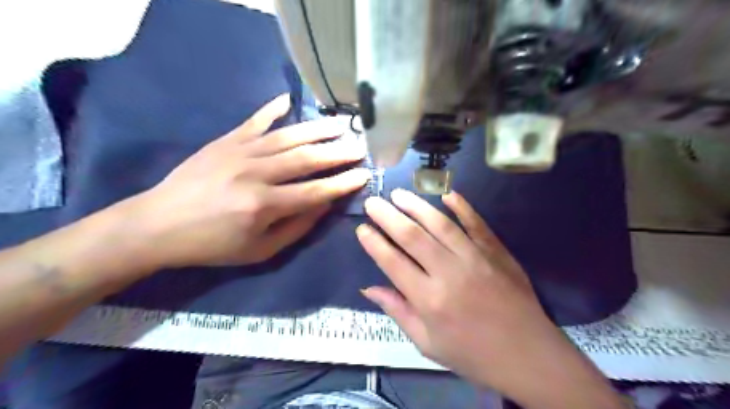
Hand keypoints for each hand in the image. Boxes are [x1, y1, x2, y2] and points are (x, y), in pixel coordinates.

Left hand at [127, 94, 370, 270]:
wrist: (158, 224)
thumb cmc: (212, 245)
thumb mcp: (259, 251)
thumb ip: (296, 227)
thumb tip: (324, 204)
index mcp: (264, 205)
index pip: (315, 191)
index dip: (343, 183)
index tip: (364, 174)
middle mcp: (255, 174)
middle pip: (306, 159)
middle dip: (338, 153)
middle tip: (360, 146)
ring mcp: (239, 152)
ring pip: (287, 137)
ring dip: (317, 130)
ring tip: (341, 124)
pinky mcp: (225, 141)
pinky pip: (254, 121)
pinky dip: (272, 109)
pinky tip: (289, 100)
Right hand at [357, 190, 624, 408]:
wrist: (528, 355)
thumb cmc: (472, 354)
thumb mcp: (427, 343)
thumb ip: (397, 311)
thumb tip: (369, 288)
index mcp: (429, 300)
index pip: (393, 263)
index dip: (374, 243)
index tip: (362, 228)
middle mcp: (449, 273)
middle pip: (412, 237)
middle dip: (388, 216)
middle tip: (373, 202)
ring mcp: (475, 258)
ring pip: (440, 224)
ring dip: (417, 206)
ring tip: (399, 194)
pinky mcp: (496, 252)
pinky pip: (476, 224)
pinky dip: (462, 207)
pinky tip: (448, 194)